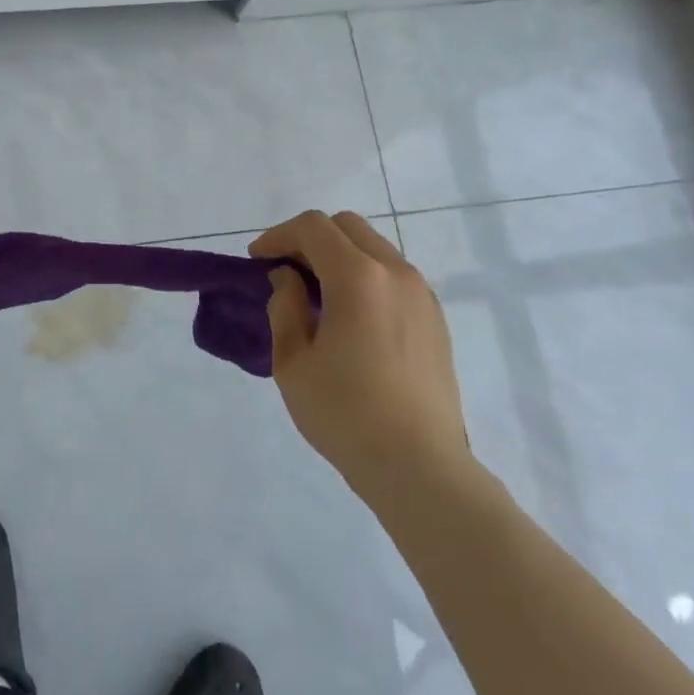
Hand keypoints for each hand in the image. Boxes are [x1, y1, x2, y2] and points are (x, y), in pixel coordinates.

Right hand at [251, 211, 472, 504]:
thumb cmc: (346, 415)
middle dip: (310, 239)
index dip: (278, 236)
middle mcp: (395, 272)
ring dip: (340, 256)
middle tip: (285, 271)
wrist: (420, 468)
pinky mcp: (435, 318)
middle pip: (347, 226)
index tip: (258, 261)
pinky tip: (351, 317)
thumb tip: (288, 279)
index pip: (313, 228)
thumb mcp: (293, 362)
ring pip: (374, 247)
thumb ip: (285, 307)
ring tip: (316, 294)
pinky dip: (365, 276)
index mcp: (358, 277)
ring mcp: (421, 294)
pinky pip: (393, 275)